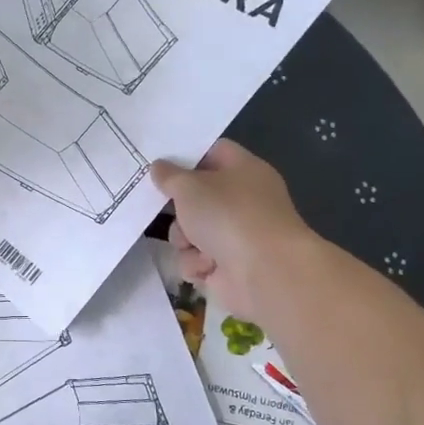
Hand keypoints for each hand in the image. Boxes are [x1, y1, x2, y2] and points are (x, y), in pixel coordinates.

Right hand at [150, 139, 314, 319]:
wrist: (264, 272)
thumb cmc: (228, 215)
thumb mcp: (190, 186)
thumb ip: (169, 175)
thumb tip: (159, 167)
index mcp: (243, 170)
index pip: (213, 152)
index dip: (186, 156)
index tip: (159, 163)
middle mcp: (242, 201)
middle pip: (197, 197)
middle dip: (178, 208)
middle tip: (164, 208)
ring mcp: (236, 235)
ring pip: (190, 231)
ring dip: (184, 239)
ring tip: (193, 244)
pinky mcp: (228, 267)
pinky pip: (196, 259)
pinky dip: (196, 263)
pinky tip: (206, 266)